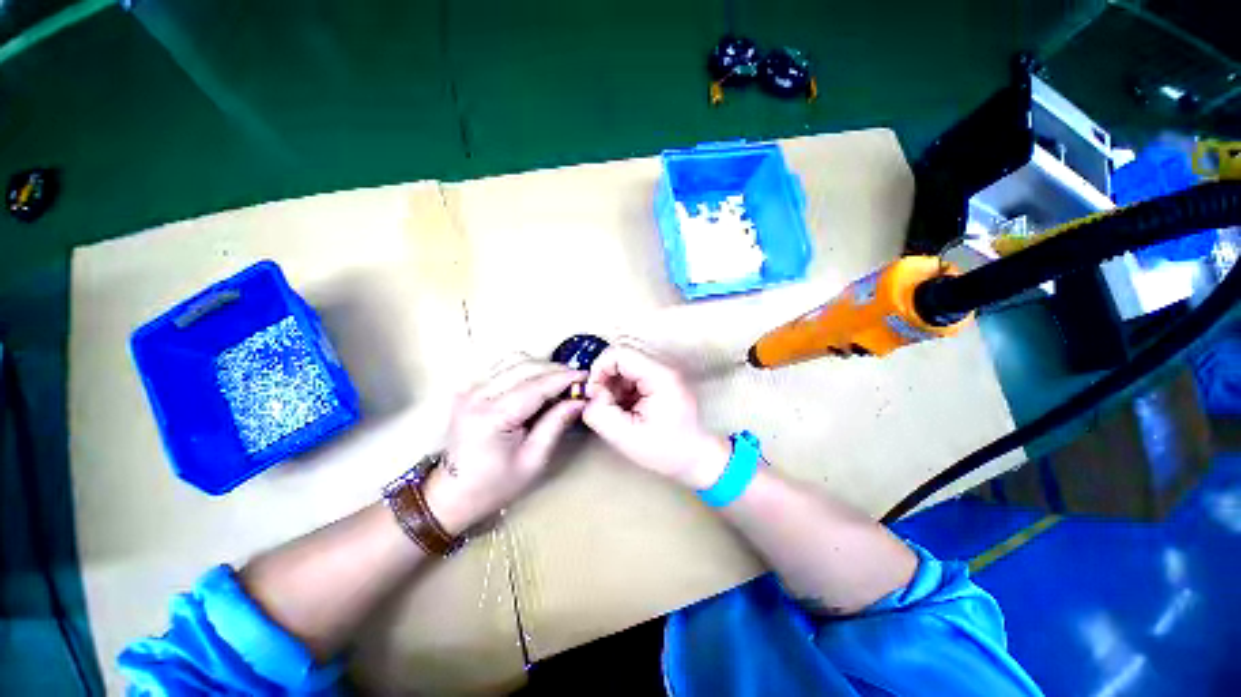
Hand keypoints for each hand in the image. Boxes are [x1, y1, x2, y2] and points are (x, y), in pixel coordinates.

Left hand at [423, 359, 585, 534]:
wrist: (451, 493)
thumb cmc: (495, 484)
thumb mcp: (534, 460)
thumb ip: (556, 424)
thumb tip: (579, 400)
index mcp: (492, 417)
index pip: (536, 386)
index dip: (564, 378)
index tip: (586, 377)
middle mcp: (477, 395)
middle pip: (525, 366)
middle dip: (555, 370)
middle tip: (576, 381)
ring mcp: (470, 388)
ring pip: (514, 360)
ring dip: (541, 366)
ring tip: (558, 382)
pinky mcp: (469, 388)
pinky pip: (503, 366)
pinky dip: (525, 368)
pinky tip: (536, 382)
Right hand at [582, 344, 729, 489]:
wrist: (698, 458)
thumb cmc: (668, 451)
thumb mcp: (627, 438)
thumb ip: (600, 415)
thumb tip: (589, 397)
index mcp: (659, 377)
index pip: (620, 354)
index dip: (599, 369)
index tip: (594, 393)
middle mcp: (663, 368)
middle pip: (622, 356)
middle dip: (605, 377)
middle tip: (602, 401)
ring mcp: (663, 373)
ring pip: (625, 365)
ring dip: (613, 384)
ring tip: (615, 408)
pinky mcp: (660, 381)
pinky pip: (632, 375)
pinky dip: (622, 389)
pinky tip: (625, 408)